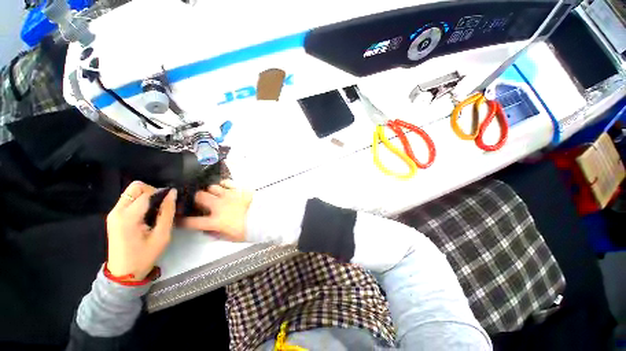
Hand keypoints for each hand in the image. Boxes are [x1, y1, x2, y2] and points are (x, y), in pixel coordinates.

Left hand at [106, 181, 176, 280]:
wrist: (123, 273)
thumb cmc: (144, 256)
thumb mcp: (162, 235)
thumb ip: (167, 212)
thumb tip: (173, 193)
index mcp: (128, 217)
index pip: (147, 193)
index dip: (162, 194)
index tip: (171, 202)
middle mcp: (117, 211)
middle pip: (136, 187)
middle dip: (152, 191)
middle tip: (162, 205)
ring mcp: (113, 213)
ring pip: (132, 192)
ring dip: (146, 196)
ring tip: (156, 210)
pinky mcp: (113, 216)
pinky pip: (129, 199)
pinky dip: (141, 201)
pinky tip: (147, 214)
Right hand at [180, 180, 252, 241]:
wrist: (263, 220)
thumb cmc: (247, 231)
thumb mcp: (230, 238)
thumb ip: (216, 233)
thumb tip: (207, 229)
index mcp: (216, 221)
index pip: (193, 222)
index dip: (182, 221)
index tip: (178, 219)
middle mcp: (219, 206)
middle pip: (199, 197)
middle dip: (196, 199)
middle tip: (199, 201)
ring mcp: (229, 196)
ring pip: (212, 187)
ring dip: (210, 191)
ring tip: (214, 194)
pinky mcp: (239, 190)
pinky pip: (227, 183)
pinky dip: (224, 184)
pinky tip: (224, 187)